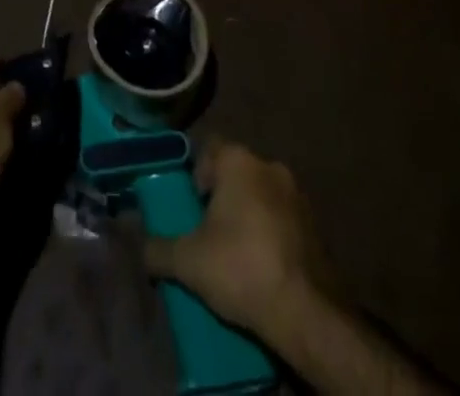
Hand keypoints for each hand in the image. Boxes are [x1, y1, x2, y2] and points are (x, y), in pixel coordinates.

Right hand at [143, 141, 335, 337]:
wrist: (306, 312)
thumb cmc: (240, 268)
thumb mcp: (188, 262)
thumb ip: (158, 250)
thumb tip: (141, 249)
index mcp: (239, 161)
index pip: (209, 147)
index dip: (196, 173)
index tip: (192, 207)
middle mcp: (269, 165)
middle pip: (236, 172)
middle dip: (223, 196)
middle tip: (209, 231)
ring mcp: (298, 195)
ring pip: (262, 195)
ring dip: (250, 214)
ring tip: (238, 253)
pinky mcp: (317, 226)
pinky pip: (284, 218)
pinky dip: (272, 233)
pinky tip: (265, 266)